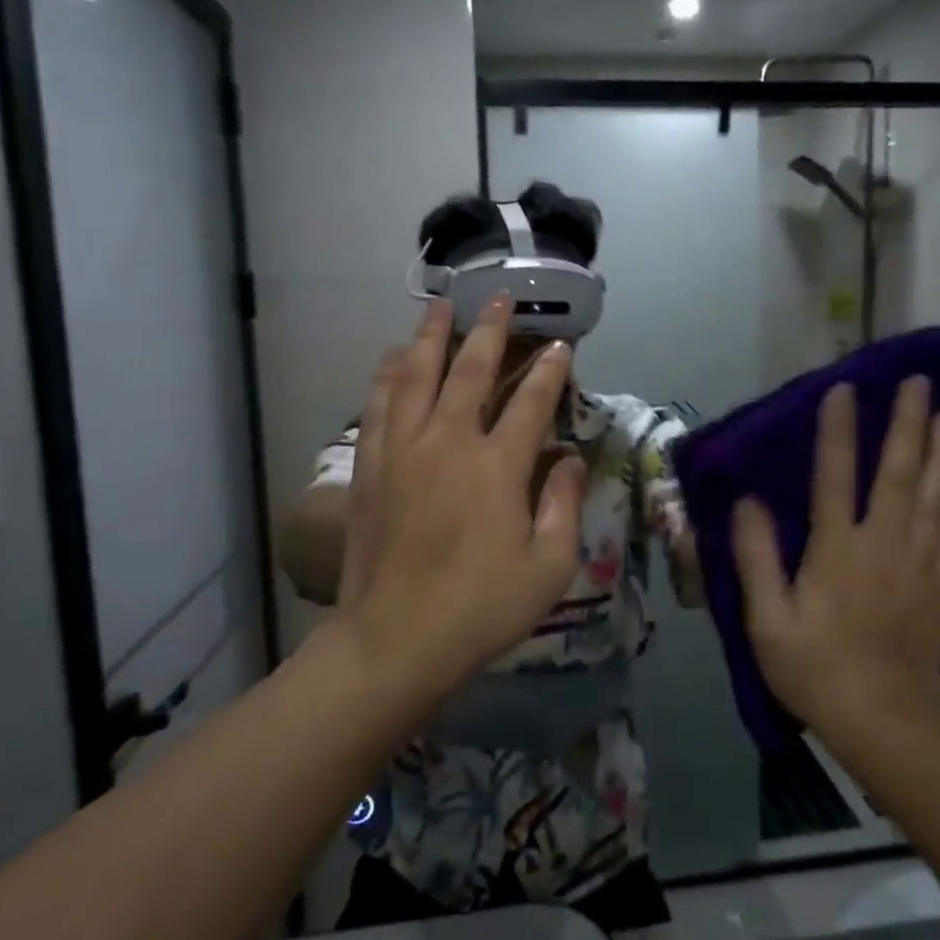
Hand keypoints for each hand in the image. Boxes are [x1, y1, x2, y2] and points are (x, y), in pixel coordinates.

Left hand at [337, 296, 587, 698]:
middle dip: (489, 331)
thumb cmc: (481, 607)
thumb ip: (564, 504)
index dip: (550, 372)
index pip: (530, 402)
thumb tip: (570, 460)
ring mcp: (402, 451)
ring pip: (415, 376)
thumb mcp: (549, 566)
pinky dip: (388, 376)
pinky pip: (378, 406)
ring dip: (430, 337)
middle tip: (499, 299)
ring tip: (438, 307)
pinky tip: (393, 360)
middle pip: (469, 371)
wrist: (393, 640)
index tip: (561, 348)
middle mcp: (448, 443)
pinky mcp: (369, 468)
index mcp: (497, 466)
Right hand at [731, 377, 939, 736]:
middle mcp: (884, 545)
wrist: (883, 723)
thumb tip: (748, 501)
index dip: (838, 431)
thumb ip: (756, 557)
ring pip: (938, 495)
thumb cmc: (814, 669)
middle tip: (920, 382)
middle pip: (900, 473)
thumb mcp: (766, 619)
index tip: (844, 389)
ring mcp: (920, 564)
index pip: (835, 476)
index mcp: (837, 549)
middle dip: (909, 424)